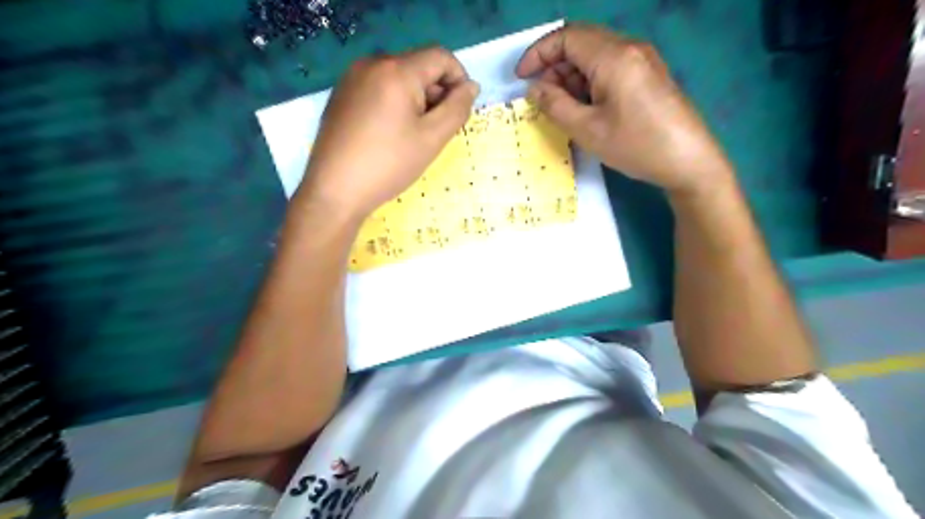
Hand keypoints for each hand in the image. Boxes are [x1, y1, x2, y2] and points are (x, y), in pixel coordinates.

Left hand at [301, 46, 480, 220]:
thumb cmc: (389, 165)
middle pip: (418, 66)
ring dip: (417, 100)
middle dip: (436, 93)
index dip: (459, 79)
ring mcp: (352, 78)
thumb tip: (471, 86)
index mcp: (396, 70)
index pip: (440, 56)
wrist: (335, 191)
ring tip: (412, 136)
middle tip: (435, 130)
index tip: (459, 110)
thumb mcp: (432, 138)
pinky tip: (390, 134)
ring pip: (399, 78)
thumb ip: (458, 108)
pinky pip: (379, 88)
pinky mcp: (341, 95)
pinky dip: (395, 104)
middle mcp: (371, 64)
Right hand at [517, 22, 733, 196]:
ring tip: (561, 107)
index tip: (521, 78)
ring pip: (595, 56)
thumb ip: (555, 105)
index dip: (538, 53)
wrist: (689, 161)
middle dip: (554, 66)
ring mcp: (642, 60)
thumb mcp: (587, 130)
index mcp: (614, 56)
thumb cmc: (635, 145)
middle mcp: (630, 48)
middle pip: (581, 42)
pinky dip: (590, 81)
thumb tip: (534, 89)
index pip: (567, 37)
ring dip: (571, 76)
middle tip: (541, 98)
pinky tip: (585, 107)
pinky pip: (611, 67)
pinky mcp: (648, 75)